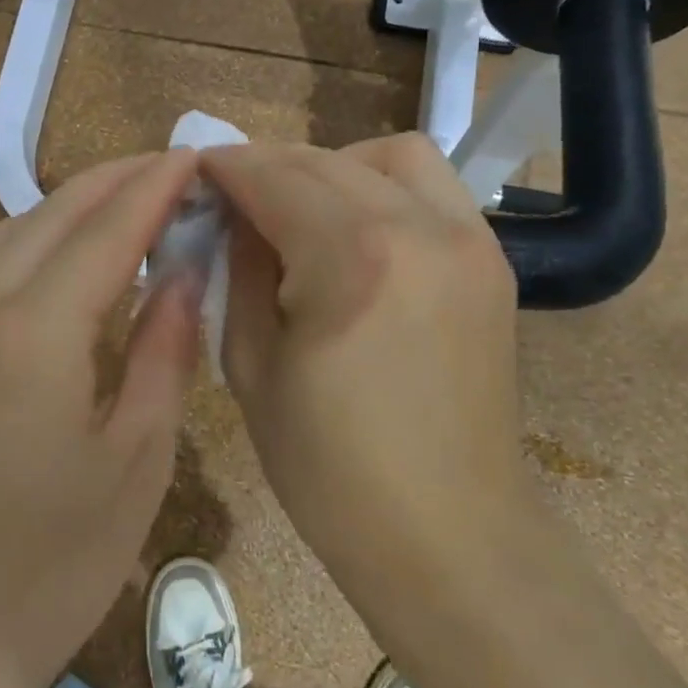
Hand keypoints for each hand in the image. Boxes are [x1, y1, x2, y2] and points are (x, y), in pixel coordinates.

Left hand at [0, 151, 204, 687]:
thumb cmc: (55, 561)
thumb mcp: (138, 457)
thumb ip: (164, 348)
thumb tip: (185, 269)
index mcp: (36, 333)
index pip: (107, 230)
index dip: (155, 188)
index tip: (195, 156)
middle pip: (55, 212)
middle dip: (117, 179)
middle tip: (173, 169)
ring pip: (15, 227)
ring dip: (75, 202)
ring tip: (130, 201)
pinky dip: (38, 234)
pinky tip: (70, 252)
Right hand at [202, 134, 530, 603]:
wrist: (449, 533)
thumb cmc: (330, 467)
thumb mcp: (251, 364)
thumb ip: (239, 269)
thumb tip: (234, 214)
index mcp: (351, 257)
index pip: (273, 177)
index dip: (226, 167)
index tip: (196, 170)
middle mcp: (418, 227)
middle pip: (325, 160)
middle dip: (269, 165)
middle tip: (236, 196)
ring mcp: (467, 239)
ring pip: (391, 154)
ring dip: (334, 165)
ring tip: (304, 207)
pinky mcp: (491, 259)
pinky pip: (433, 187)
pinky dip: (384, 186)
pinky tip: (357, 230)